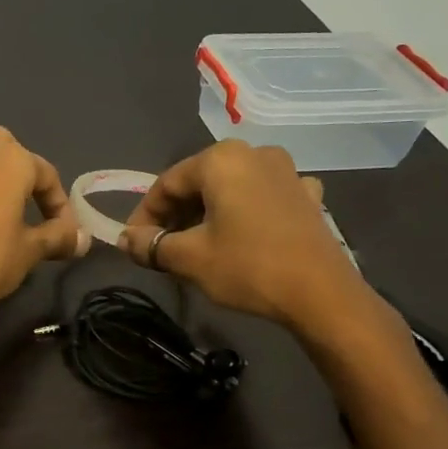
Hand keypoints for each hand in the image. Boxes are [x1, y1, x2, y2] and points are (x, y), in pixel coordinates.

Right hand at [117, 141, 384, 342]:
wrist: (322, 295)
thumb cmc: (248, 267)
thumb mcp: (189, 258)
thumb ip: (151, 244)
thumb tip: (125, 240)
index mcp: (221, 159)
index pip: (166, 183)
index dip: (144, 215)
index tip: (133, 243)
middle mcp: (254, 153)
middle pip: (199, 183)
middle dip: (175, 215)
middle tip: (161, 248)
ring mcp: (287, 172)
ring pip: (231, 189)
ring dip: (207, 214)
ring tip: (195, 246)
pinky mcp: (307, 196)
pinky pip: (262, 198)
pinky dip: (243, 214)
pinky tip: (241, 236)